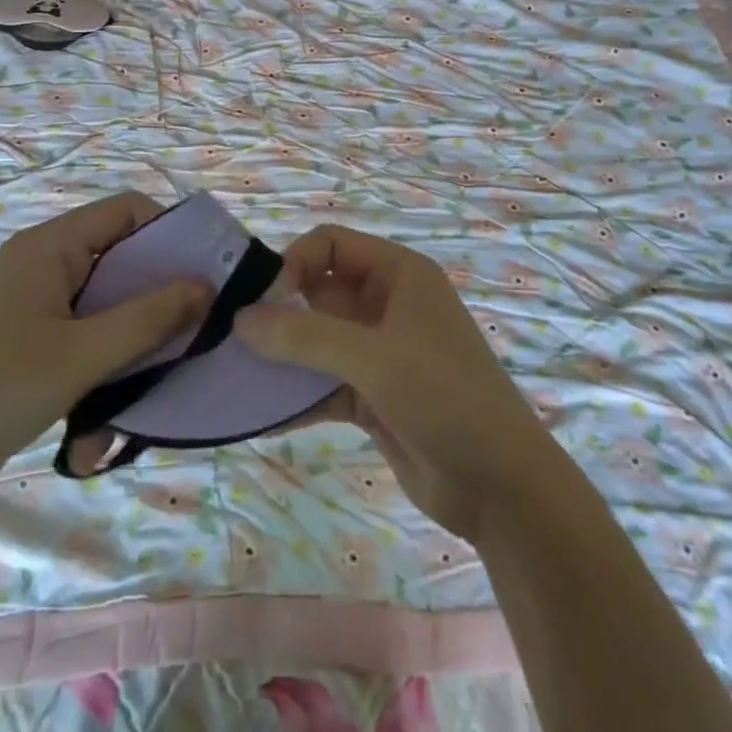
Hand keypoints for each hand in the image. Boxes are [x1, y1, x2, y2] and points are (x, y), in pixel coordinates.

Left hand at [0, 193, 209, 517]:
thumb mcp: (76, 356)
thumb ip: (146, 319)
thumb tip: (206, 286)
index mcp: (51, 249)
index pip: (128, 212)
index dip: (172, 234)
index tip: (209, 276)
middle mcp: (46, 269)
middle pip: (124, 263)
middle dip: (161, 300)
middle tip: (200, 334)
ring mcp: (37, 311)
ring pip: (109, 312)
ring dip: (133, 349)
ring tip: (155, 391)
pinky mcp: (31, 350)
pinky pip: (86, 347)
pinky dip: (104, 376)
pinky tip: (105, 430)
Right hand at [237, 225, 563, 542]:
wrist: (500, 487)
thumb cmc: (444, 397)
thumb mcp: (374, 358)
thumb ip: (304, 336)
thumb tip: (239, 319)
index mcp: (399, 275)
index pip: (331, 244)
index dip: (293, 262)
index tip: (261, 300)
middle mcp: (386, 306)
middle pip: (319, 291)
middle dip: (278, 310)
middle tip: (231, 336)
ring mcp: (379, 353)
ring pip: (316, 340)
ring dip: (281, 354)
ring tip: (235, 372)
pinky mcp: (371, 396)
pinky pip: (322, 384)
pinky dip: (296, 395)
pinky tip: (259, 413)